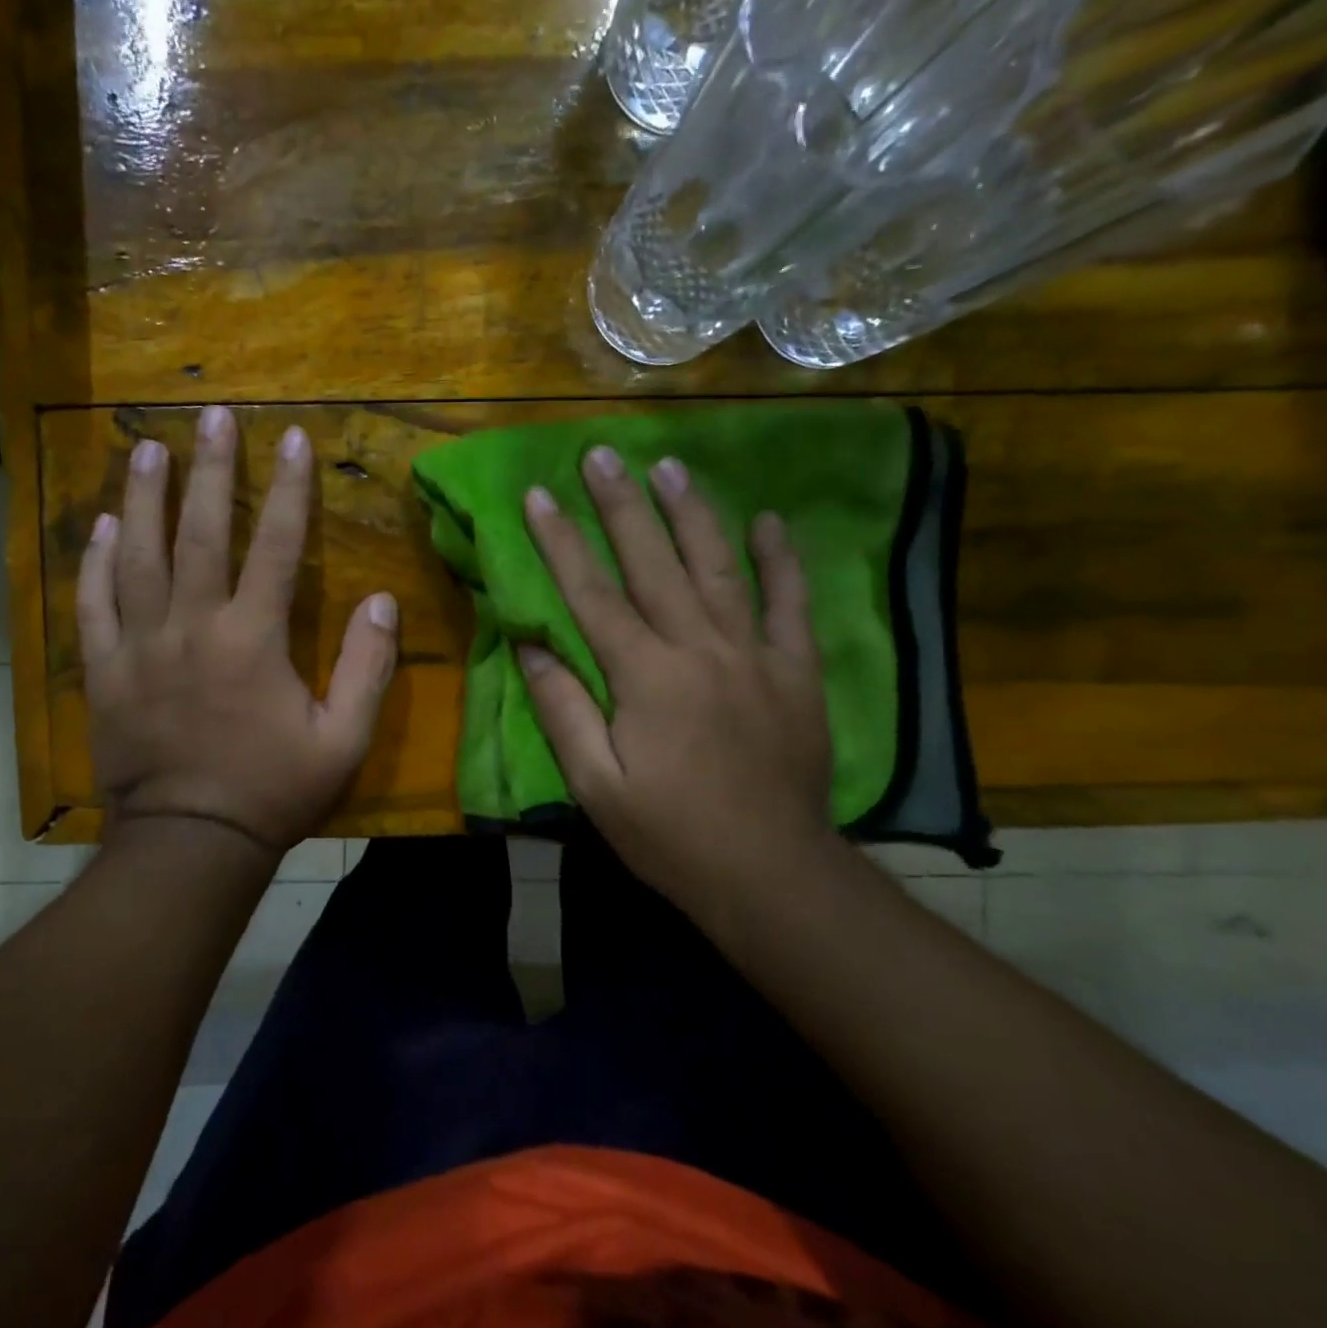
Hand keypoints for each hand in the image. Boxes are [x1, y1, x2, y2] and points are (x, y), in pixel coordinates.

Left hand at [77, 407, 398, 857]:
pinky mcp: (104, 672)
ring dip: (143, 498)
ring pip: (139, 557)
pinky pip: (94, 605)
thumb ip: (368, 666)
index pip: (275, 546)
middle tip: (209, 416)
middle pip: (200, 533)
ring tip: (146, 449)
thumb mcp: (343, 739)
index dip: (287, 489)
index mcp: (253, 640)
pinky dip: (96, 562)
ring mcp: (140, 647)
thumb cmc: (273, 790)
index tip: (290, 438)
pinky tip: (102, 527)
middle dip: (209, 469)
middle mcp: (193, 628)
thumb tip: (381, 599)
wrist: (191, 843)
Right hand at [517, 446, 841, 918]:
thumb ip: (563, 710)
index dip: (561, 542)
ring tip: (669, 466)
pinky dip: (781, 560)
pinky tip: (770, 521)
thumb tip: (532, 647)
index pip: (592, 595)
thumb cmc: (670, 834)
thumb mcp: (596, 786)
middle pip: (653, 563)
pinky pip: (790, 604)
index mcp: (645, 677)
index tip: (539, 495)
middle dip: (622, 505)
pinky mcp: (794, 671)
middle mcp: (699, 649)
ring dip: (691, 513)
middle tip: (601, 454)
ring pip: (718, 567)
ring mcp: (754, 654)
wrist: (770, 873)